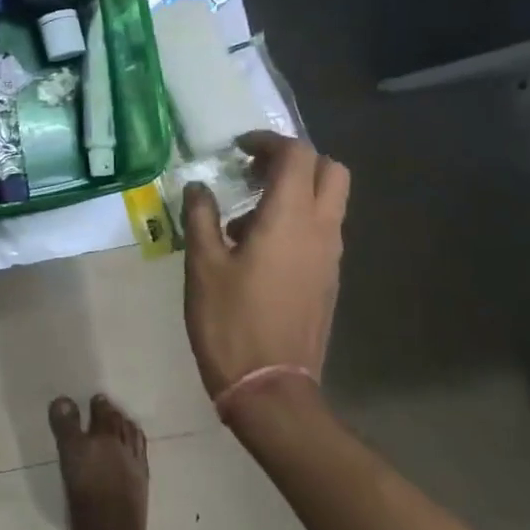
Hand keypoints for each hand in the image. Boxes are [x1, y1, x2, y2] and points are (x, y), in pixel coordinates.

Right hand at [182, 132, 349, 405]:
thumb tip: (199, 187)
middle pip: (330, 170)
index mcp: (290, 219)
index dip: (269, 141)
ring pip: (330, 201)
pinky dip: (298, 219)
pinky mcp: (328, 279)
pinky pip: (322, 230)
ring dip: (296, 190)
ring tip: (246, 212)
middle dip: (294, 160)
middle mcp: (321, 230)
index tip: (238, 149)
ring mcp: (330, 257)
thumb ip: (200, 217)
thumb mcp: (203, 266)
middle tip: (254, 171)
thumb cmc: (231, 321)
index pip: (297, 155)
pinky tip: (257, 247)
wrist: (270, 388)